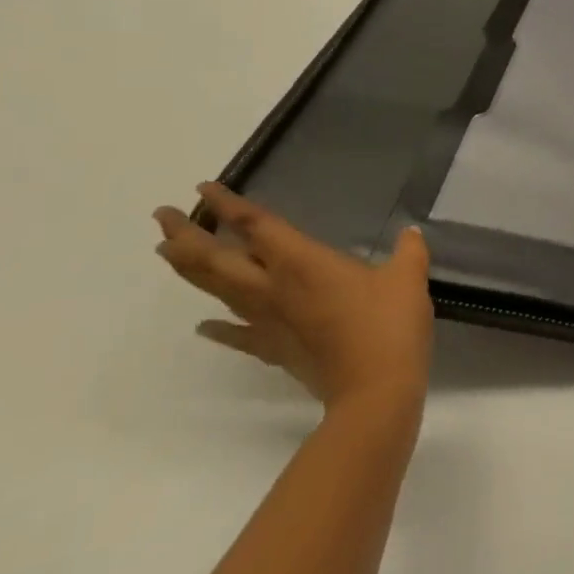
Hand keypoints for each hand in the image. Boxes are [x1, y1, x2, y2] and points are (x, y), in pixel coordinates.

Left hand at [154, 183, 433, 410]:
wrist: (375, 386)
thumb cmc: (390, 323)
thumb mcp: (409, 278)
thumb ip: (408, 251)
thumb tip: (410, 234)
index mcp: (302, 262)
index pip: (256, 226)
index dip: (229, 205)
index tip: (205, 187)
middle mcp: (273, 287)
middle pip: (216, 258)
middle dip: (186, 235)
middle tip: (163, 216)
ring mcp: (268, 321)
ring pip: (216, 290)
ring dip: (188, 270)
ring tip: (167, 253)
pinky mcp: (273, 349)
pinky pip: (236, 334)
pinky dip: (217, 328)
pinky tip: (203, 326)